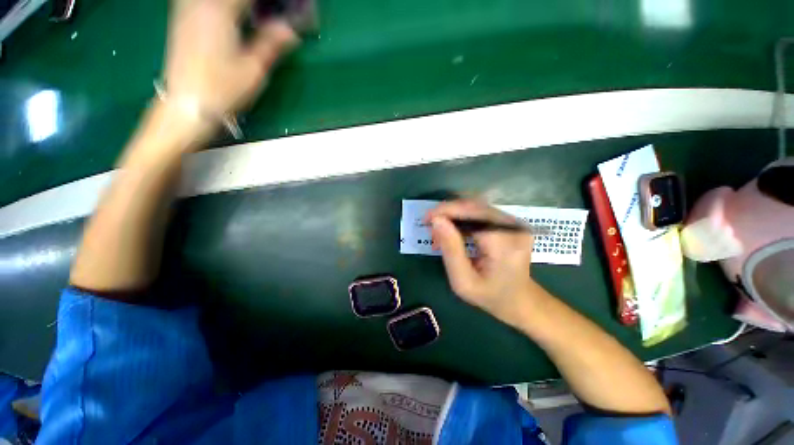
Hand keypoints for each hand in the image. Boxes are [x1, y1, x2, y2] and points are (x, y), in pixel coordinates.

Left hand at [164, 0, 297, 118]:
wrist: (187, 103)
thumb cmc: (223, 89)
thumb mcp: (254, 69)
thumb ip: (272, 44)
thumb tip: (291, 30)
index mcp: (221, 10)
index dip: (275, 3)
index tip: (291, 11)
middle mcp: (202, 1)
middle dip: (261, 5)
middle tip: (277, 16)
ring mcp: (189, 6)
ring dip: (244, 7)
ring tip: (260, 17)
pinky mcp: (184, 15)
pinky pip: (209, 2)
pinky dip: (229, 8)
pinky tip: (239, 17)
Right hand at [426, 200, 539, 325]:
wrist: (521, 300)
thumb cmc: (490, 296)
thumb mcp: (463, 281)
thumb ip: (450, 249)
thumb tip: (437, 220)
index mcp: (503, 243)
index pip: (471, 214)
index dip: (446, 211)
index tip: (426, 219)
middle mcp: (513, 226)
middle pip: (473, 206)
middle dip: (447, 212)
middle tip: (431, 227)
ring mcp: (514, 222)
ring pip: (476, 206)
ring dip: (454, 214)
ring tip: (440, 231)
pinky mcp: (511, 222)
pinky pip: (482, 212)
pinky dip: (463, 217)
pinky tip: (454, 229)